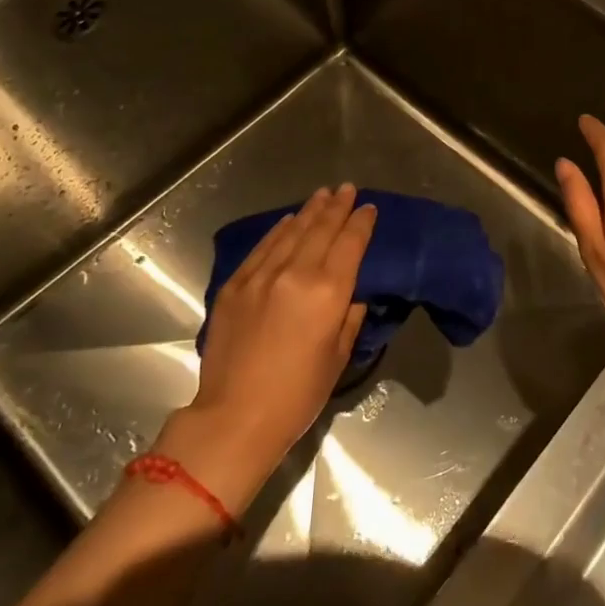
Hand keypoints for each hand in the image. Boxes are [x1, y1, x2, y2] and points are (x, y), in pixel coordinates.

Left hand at [170, 186, 374, 497]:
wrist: (235, 417)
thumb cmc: (298, 395)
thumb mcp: (338, 356)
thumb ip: (349, 316)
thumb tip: (351, 293)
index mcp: (328, 292)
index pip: (350, 243)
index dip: (362, 222)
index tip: (369, 208)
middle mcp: (296, 273)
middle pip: (321, 229)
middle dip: (337, 206)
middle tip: (347, 188)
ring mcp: (261, 276)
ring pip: (291, 232)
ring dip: (309, 211)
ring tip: (322, 195)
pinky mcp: (235, 285)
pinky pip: (262, 248)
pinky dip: (278, 230)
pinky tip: (287, 221)